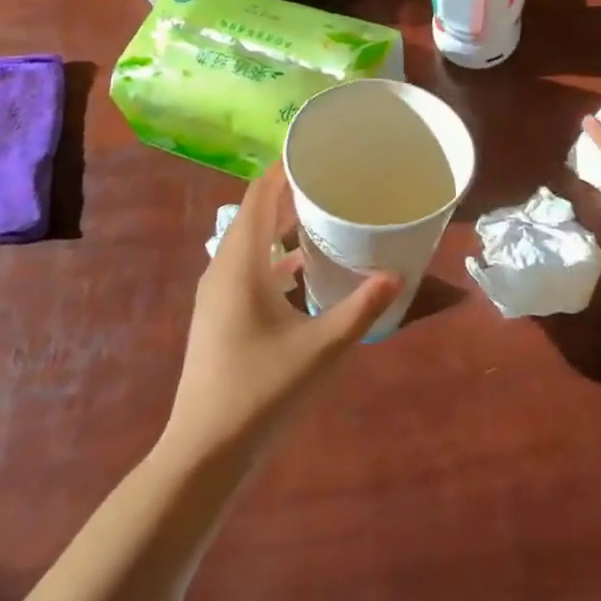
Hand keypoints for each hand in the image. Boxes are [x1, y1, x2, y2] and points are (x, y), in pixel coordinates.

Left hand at [164, 166, 400, 461]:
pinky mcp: (220, 314)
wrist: (204, 451)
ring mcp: (217, 293)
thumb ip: (360, 309)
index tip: (315, 150)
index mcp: (240, 264)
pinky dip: (274, 256)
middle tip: (329, 179)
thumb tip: (397, 275)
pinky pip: (248, 267)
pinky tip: (303, 269)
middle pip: (254, 214)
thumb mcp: (320, 348)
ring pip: (250, 242)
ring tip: (321, 214)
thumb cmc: (260, 391)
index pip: (259, 196)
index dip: (283, 169)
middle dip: (288, 192)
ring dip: (281, 225)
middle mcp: (223, 268)